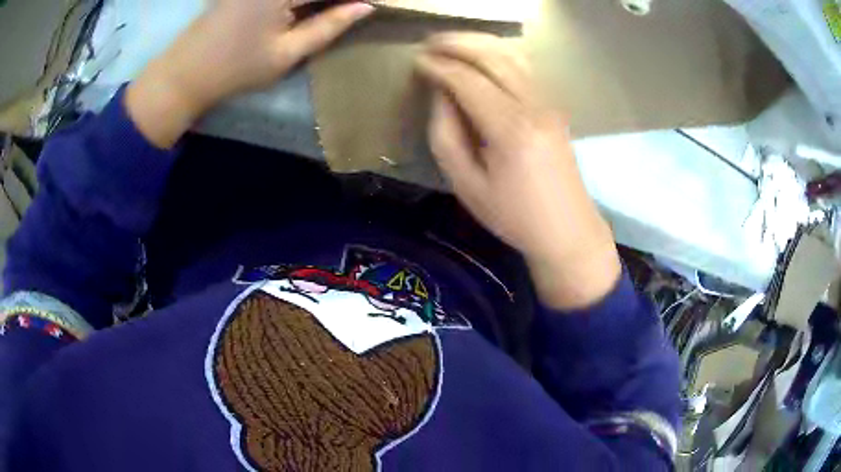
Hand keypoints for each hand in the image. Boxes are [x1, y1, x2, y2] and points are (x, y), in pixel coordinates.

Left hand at [126, 0, 374, 147]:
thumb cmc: (236, 69)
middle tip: (354, 9)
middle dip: (337, 0)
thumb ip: (329, 27)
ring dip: (317, 2)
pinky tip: (309, 9)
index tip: (372, 6)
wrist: (184, 74)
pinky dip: (299, 2)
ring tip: (336, 9)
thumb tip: (365, 8)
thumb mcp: (287, 53)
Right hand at [416, 33, 621, 309]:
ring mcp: (549, 103)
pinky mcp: (554, 106)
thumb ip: (447, 135)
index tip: (416, 62)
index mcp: (510, 130)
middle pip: (492, 57)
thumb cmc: (514, 216)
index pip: (468, 81)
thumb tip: (441, 94)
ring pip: (512, 55)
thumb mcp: (467, 185)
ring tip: (451, 42)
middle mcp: (534, 106)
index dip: (439, 67)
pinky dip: (499, 52)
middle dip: (457, 44)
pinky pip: (525, 66)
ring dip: (479, 43)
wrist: (567, 229)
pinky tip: (482, 53)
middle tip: (429, 42)